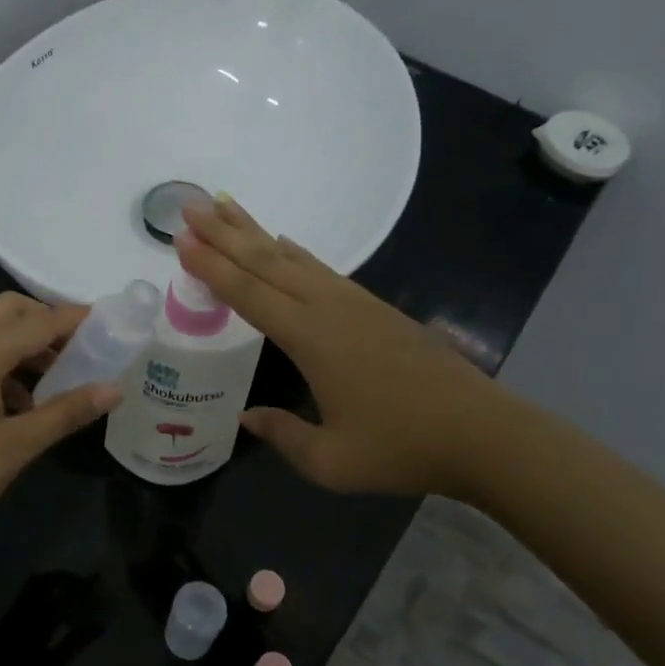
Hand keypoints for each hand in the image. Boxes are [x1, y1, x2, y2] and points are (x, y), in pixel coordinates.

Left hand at [0, 293, 121, 563]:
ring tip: (58, 380)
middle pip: (8, 310)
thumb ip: (67, 411)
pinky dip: (4, 364)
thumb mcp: (18, 445)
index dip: (76, 319)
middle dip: (45, 320)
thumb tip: (114, 388)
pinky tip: (22, 405)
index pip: (39, 321)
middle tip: (80, 347)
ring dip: (25, 344)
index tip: (111, 322)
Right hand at [177, 197, 508, 497]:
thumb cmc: (402, 448)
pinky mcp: (374, 307)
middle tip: (190, 205)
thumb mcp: (332, 461)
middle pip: (266, 261)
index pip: (249, 294)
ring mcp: (355, 302)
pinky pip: (320, 268)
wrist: (482, 432)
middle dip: (225, 232)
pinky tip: (283, 243)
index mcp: (311, 339)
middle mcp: (329, 308)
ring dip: (255, 232)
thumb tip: (247, 416)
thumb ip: (283, 435)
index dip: (212, 266)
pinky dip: (293, 251)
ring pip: (293, 257)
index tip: (181, 239)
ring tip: (226, 206)